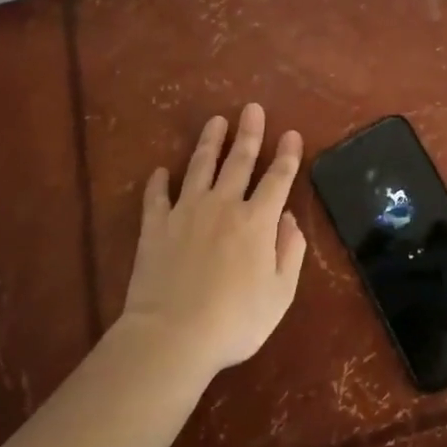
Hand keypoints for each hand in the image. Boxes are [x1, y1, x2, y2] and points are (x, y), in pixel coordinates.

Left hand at [117, 103, 308, 375]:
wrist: (171, 337)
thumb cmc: (234, 321)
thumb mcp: (280, 294)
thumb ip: (289, 252)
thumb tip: (288, 220)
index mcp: (257, 221)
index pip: (278, 178)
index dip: (287, 155)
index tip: (291, 133)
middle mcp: (224, 206)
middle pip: (239, 161)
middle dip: (249, 133)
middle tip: (252, 108)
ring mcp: (186, 213)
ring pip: (199, 167)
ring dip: (209, 143)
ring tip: (216, 121)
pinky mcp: (155, 227)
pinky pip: (156, 197)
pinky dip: (158, 182)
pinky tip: (160, 171)